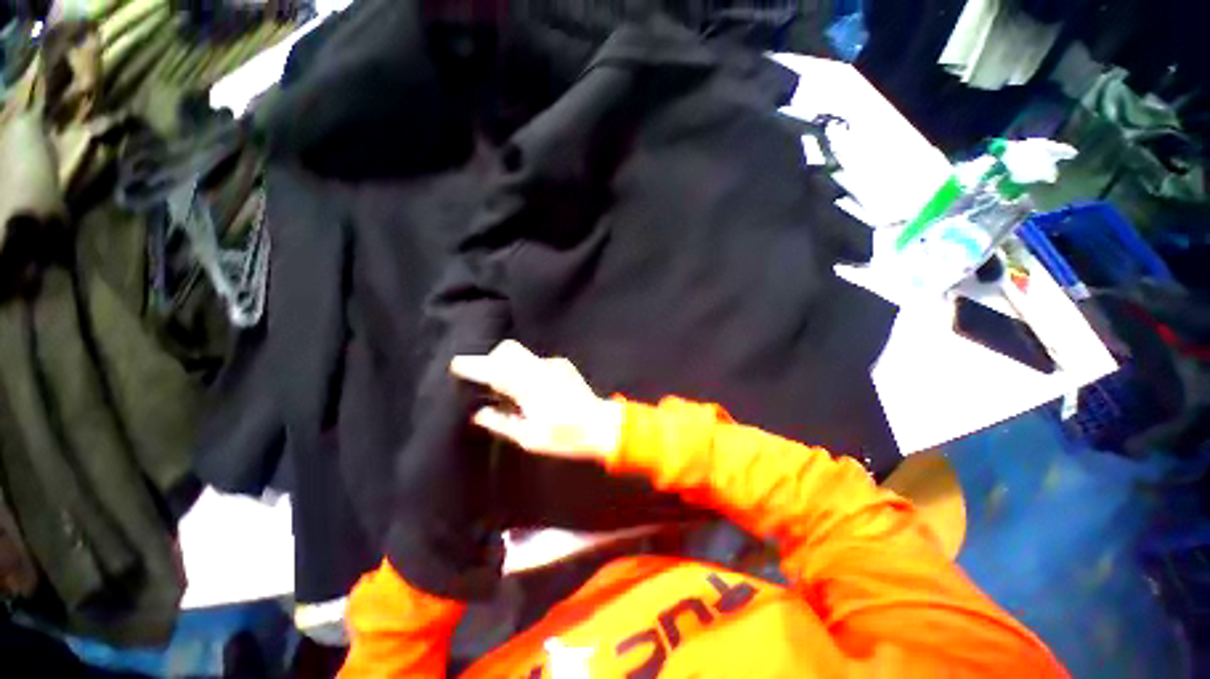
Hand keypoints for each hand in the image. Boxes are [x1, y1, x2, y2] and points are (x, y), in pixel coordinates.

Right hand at [450, 341, 622, 461]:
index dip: (474, 365)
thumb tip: (479, 413)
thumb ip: (502, 423)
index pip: (495, 369)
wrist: (602, 426)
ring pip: (521, 354)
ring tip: (506, 387)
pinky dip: (523, 369)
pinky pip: (534, 361)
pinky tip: (527, 388)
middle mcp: (541, 368)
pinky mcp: (562, 365)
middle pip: (507, 350)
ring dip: (507, 364)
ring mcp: (553, 364)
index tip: (457, 364)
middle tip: (485, 380)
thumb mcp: (530, 438)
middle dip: (491, 359)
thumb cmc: (566, 436)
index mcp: (530, 387)